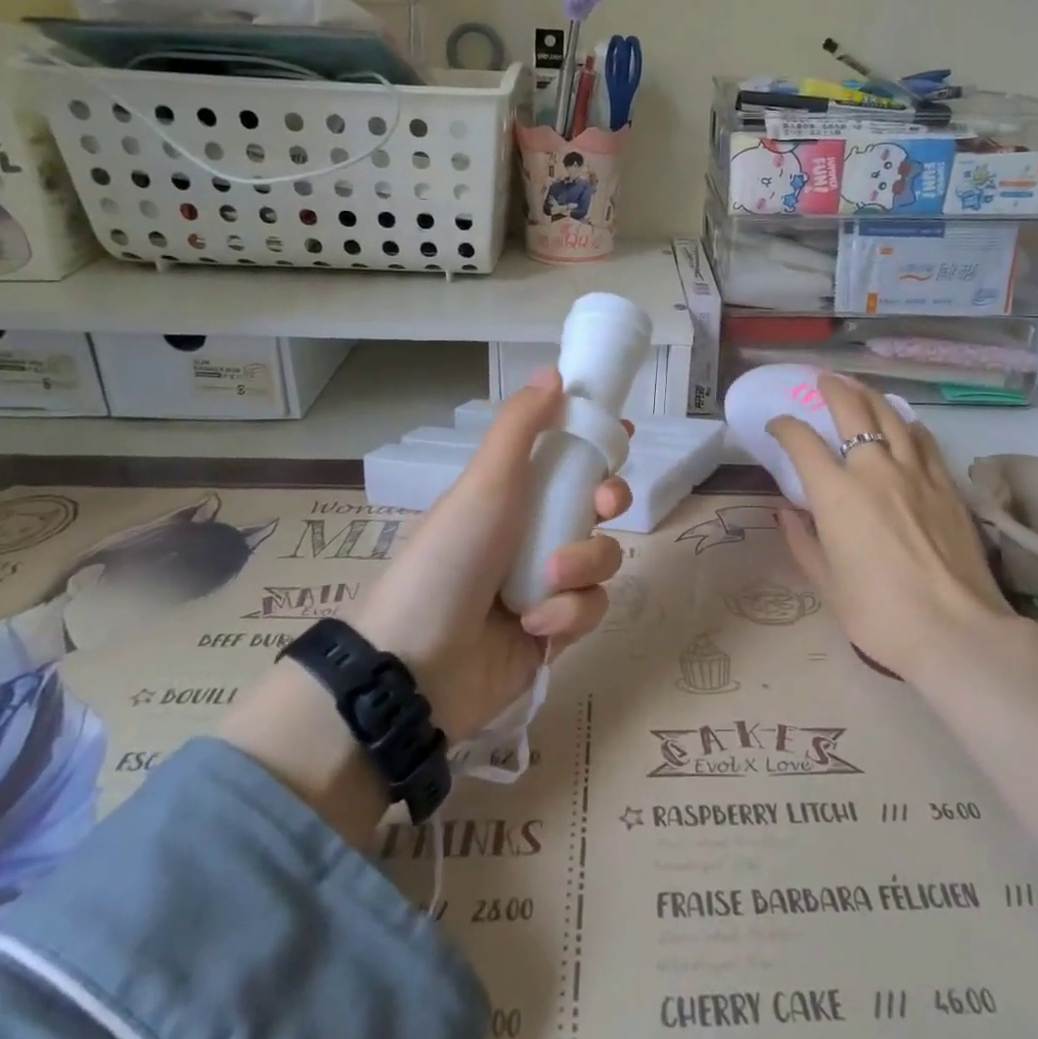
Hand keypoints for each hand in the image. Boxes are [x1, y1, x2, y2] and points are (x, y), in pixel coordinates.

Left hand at [351, 369, 628, 740]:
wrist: (414, 666)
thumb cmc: (449, 558)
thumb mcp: (484, 484)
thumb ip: (520, 427)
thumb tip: (553, 372)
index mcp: (513, 495)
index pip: (565, 459)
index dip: (597, 445)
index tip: (623, 434)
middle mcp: (532, 535)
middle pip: (598, 506)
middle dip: (611, 501)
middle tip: (605, 505)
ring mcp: (544, 585)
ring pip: (601, 560)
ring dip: (582, 566)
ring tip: (547, 581)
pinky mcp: (554, 632)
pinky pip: (589, 610)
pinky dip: (567, 614)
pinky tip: (534, 625)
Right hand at [769, 375, 1013, 678]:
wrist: (956, 631)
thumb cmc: (880, 614)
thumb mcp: (827, 584)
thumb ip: (802, 542)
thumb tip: (787, 512)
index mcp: (836, 494)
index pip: (802, 441)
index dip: (785, 426)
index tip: (778, 426)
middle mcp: (874, 470)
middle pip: (851, 410)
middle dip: (832, 389)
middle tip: (823, 381)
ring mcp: (916, 472)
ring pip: (891, 416)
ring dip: (870, 396)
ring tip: (859, 389)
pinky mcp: (946, 484)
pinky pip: (923, 439)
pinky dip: (907, 425)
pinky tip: (904, 425)